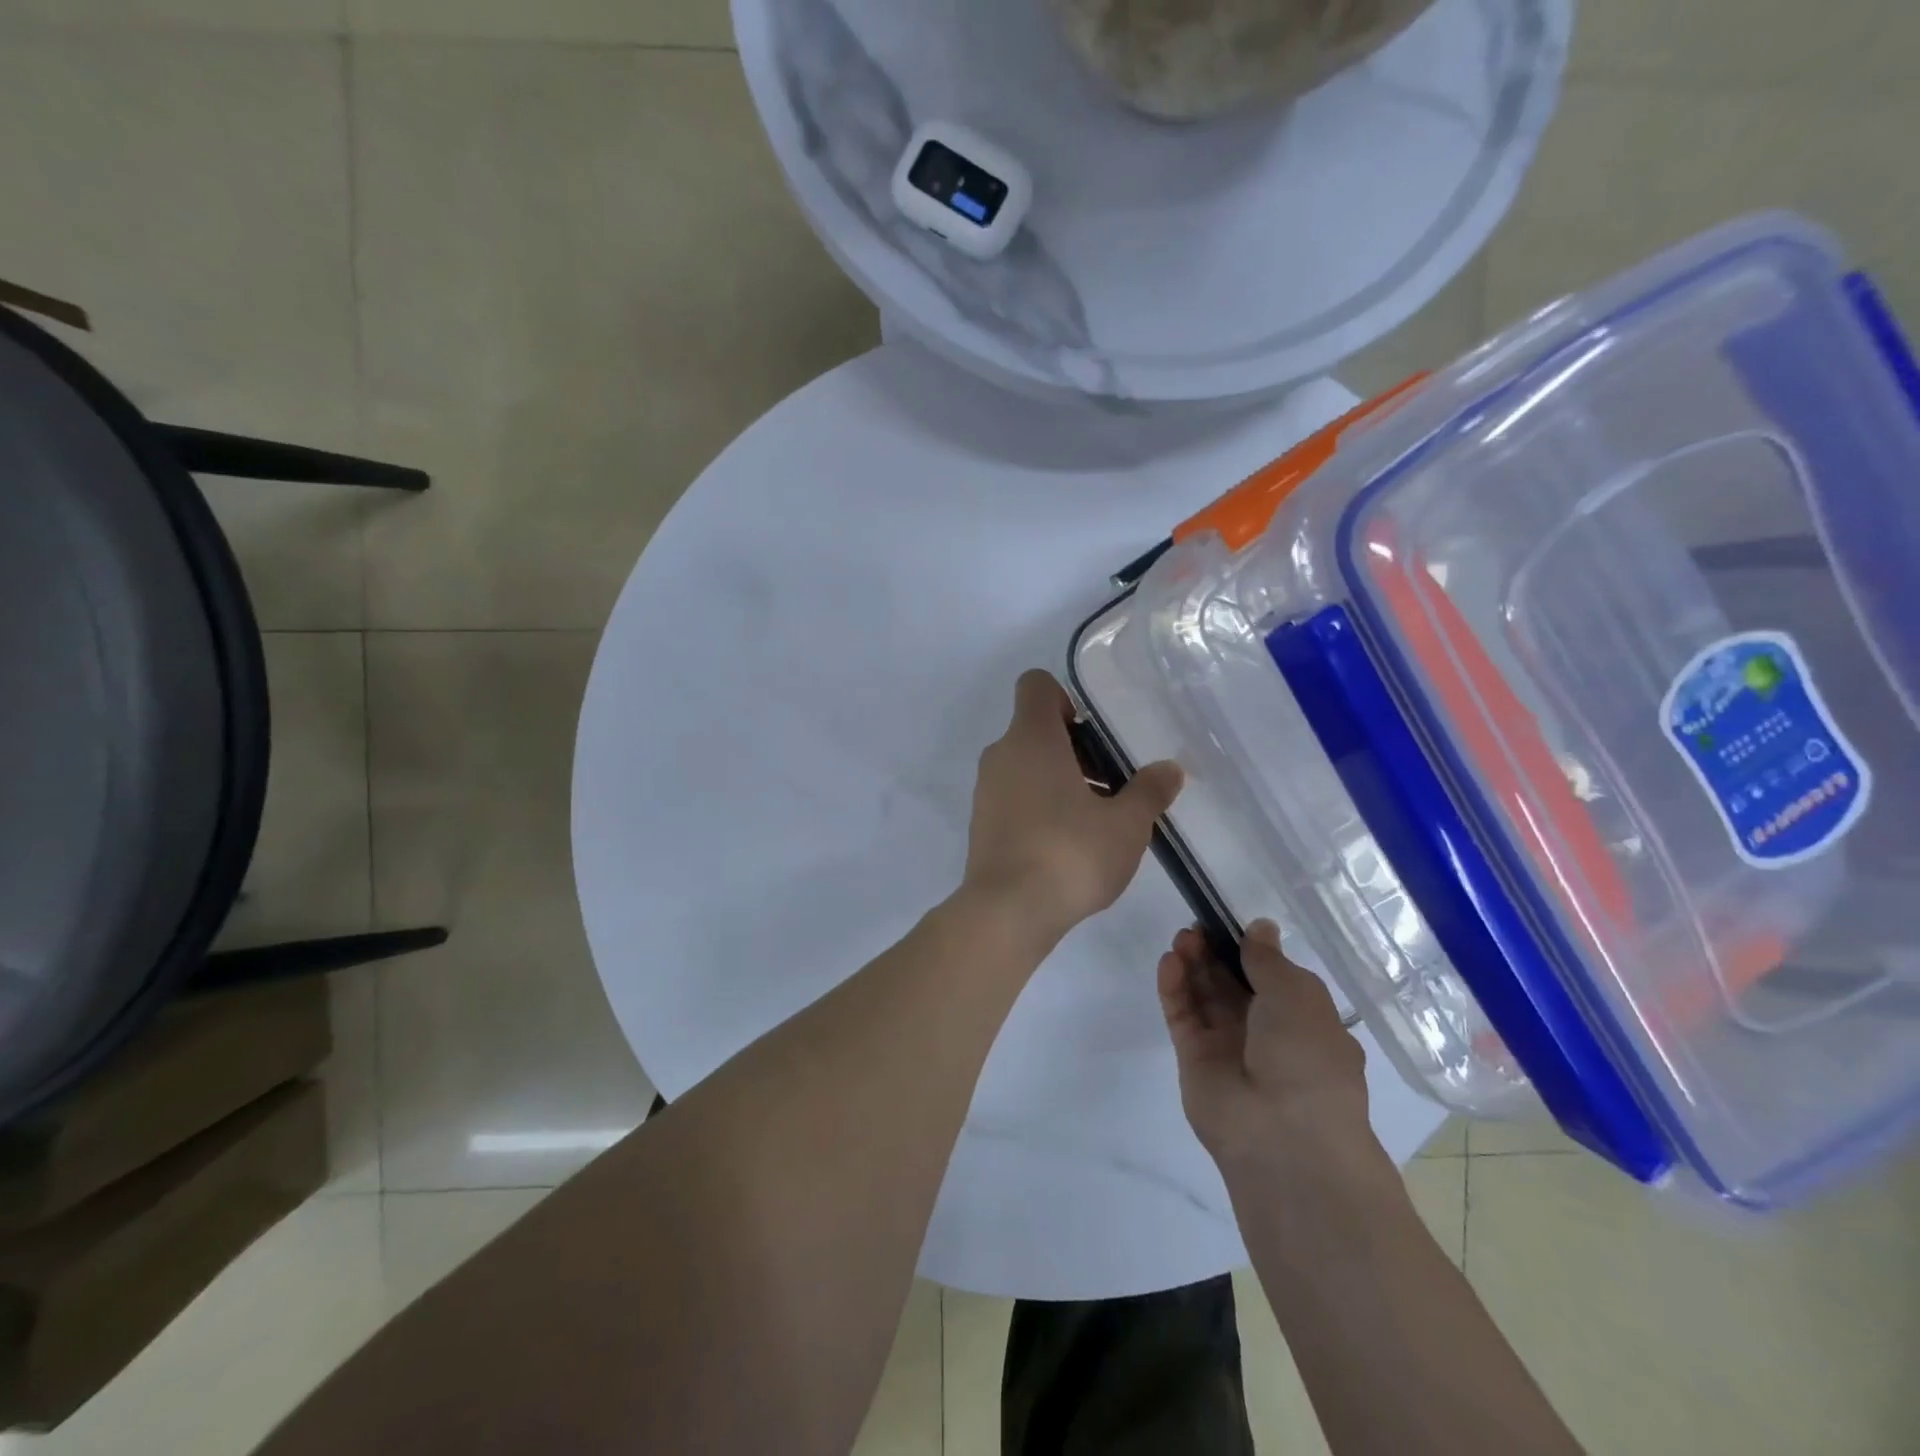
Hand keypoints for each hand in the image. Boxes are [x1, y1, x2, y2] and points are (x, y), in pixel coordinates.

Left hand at [963, 670, 1182, 943]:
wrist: (1007, 912)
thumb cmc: (1070, 854)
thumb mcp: (1126, 824)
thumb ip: (1149, 791)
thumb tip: (1170, 769)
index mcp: (1031, 738)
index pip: (1035, 685)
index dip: (1065, 697)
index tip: (1094, 734)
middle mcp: (1001, 755)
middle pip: (1035, 728)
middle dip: (1074, 748)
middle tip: (1110, 782)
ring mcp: (985, 791)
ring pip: (1024, 765)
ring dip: (1058, 779)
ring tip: (1095, 818)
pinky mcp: (981, 824)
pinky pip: (1013, 796)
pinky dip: (1038, 805)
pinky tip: (1067, 843)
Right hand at [1158, 920, 1381, 1181]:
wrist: (1284, 1136)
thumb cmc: (1306, 1057)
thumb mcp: (1298, 995)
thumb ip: (1268, 959)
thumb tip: (1260, 927)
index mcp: (1302, 1020)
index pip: (1270, 978)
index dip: (1248, 949)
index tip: (1226, 922)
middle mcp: (1265, 1033)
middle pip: (1231, 983)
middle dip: (1215, 952)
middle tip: (1196, 927)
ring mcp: (1227, 1047)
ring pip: (1204, 996)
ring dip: (1193, 964)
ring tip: (1182, 938)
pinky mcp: (1194, 1059)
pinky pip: (1183, 1016)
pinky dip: (1174, 988)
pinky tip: (1169, 961)